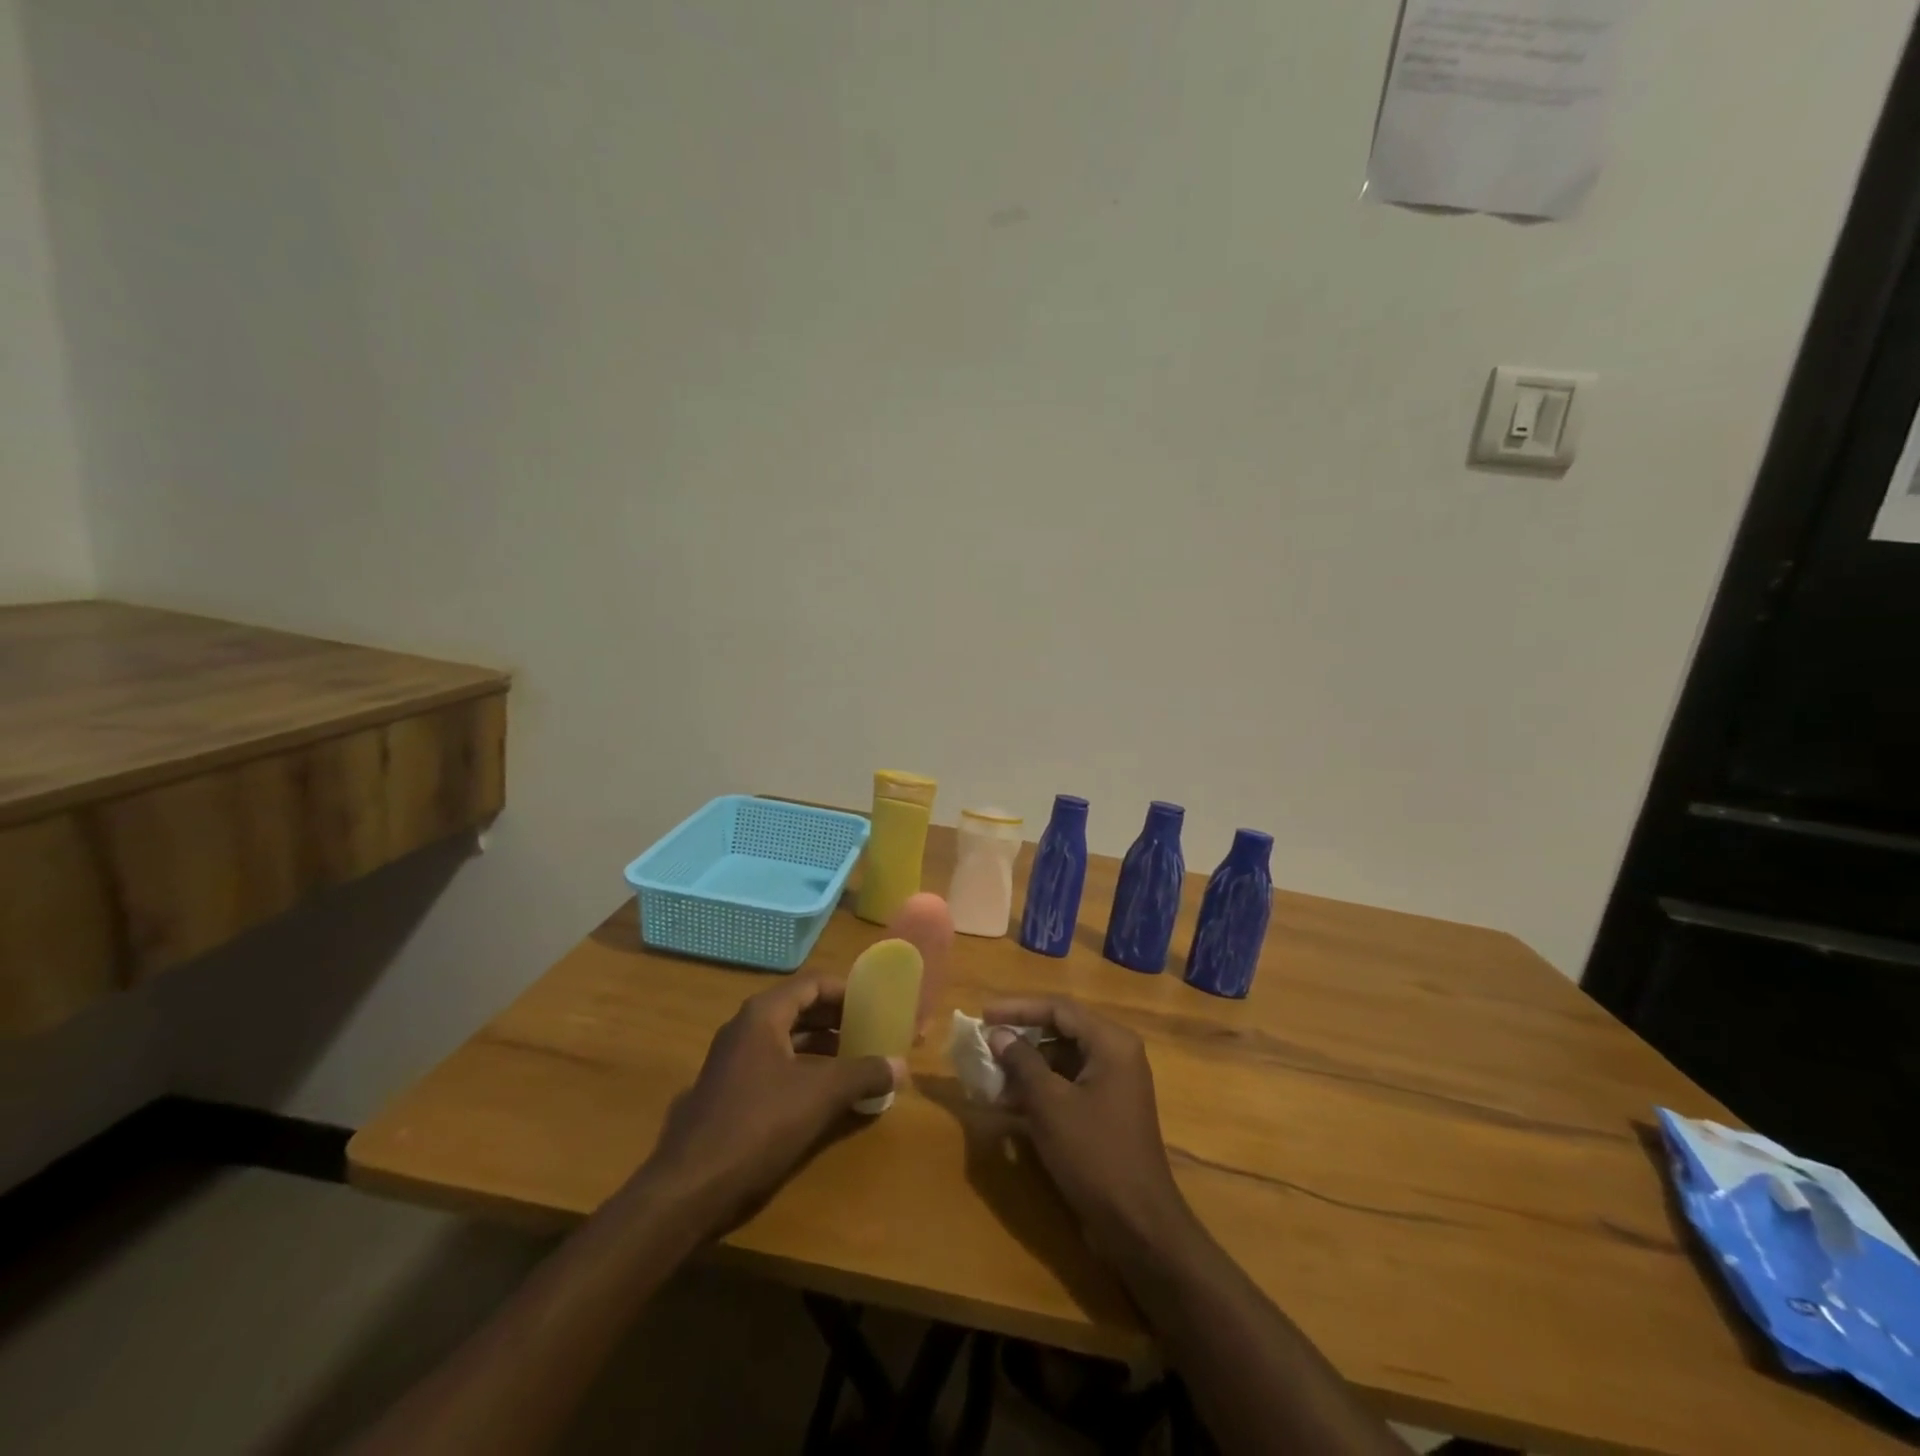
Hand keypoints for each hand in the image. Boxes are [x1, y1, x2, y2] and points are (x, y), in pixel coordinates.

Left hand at [643, 976, 899, 1236]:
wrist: (689, 1189)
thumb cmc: (758, 1126)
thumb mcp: (821, 1096)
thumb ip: (864, 1074)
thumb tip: (901, 1065)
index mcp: (763, 1014)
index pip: (813, 984)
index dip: (847, 991)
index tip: (876, 1004)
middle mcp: (745, 1028)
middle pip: (800, 1009)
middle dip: (838, 1019)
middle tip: (872, 1031)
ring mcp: (733, 1061)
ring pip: (787, 1040)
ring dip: (823, 1047)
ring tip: (857, 1061)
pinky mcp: (729, 1092)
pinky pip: (775, 1066)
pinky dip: (804, 1070)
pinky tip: (826, 1095)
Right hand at [985, 996, 1196, 1258]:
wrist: (1138, 1225)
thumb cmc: (1094, 1154)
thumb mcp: (1050, 1105)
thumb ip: (1022, 1062)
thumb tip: (998, 1034)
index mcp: (1111, 1042)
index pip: (1058, 1008)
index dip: (1018, 1008)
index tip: (983, 1015)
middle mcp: (1116, 1053)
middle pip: (1061, 1030)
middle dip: (1021, 1038)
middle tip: (985, 1044)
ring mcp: (1114, 1082)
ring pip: (1062, 1059)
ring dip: (1027, 1066)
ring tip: (991, 1078)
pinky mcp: (1107, 1109)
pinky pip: (1069, 1084)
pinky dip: (1041, 1089)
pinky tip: (1009, 1104)